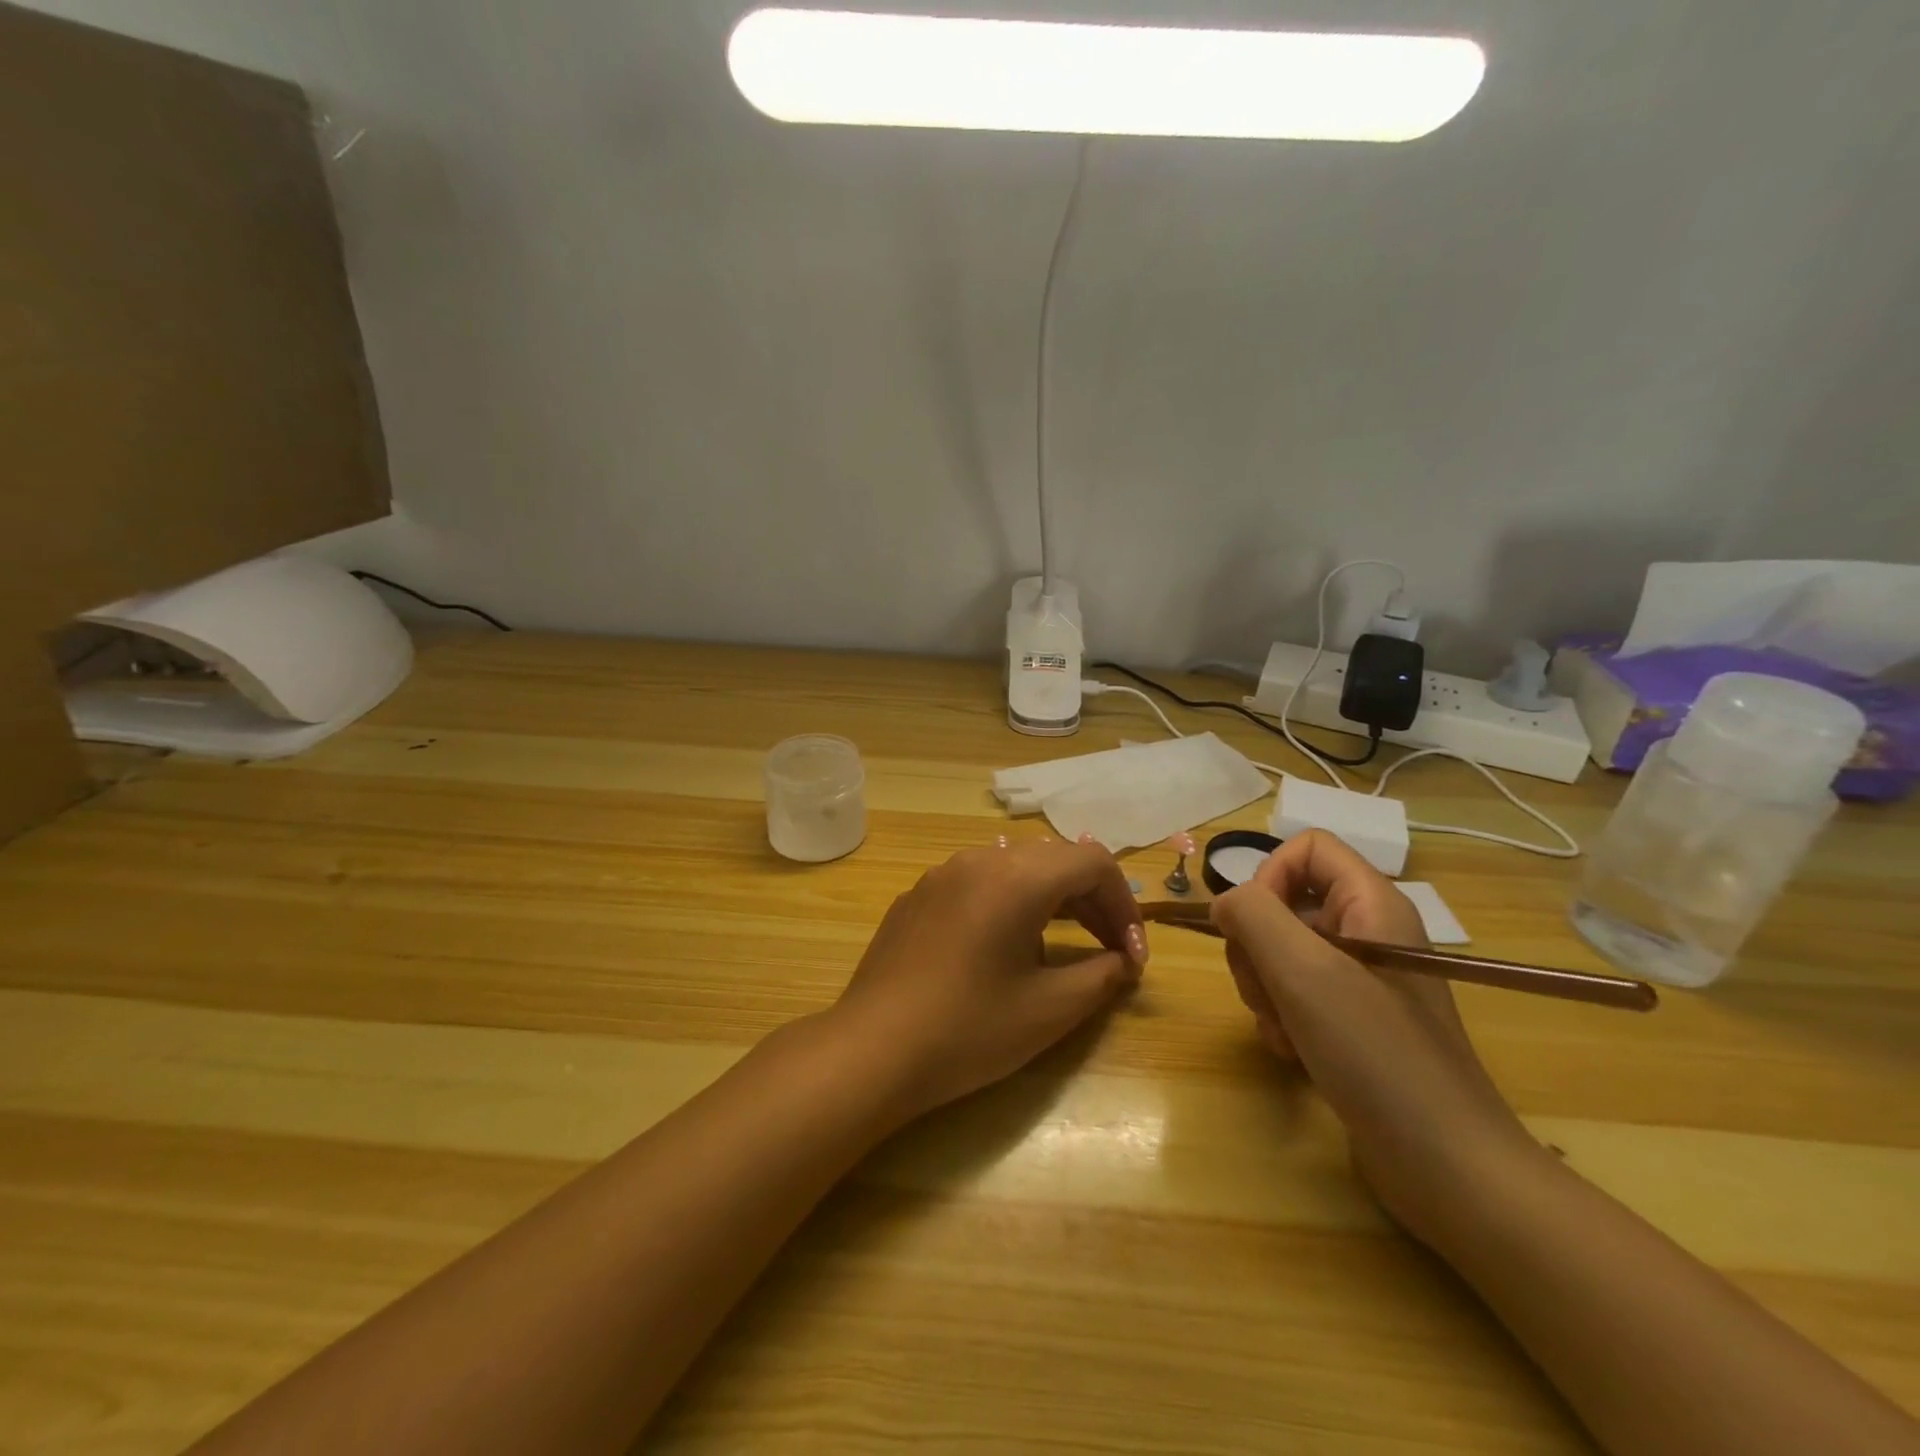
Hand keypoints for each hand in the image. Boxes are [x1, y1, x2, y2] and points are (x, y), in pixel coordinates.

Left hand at [828, 838, 1148, 1121]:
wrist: (871, 1050)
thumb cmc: (968, 1030)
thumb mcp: (1049, 1010)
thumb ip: (1101, 976)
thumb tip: (1122, 961)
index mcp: (1016, 877)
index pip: (1093, 862)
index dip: (1124, 904)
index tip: (1132, 956)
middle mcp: (979, 860)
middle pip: (1055, 860)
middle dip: (1092, 901)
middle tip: (1111, 951)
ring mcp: (942, 874)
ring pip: (1016, 867)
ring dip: (1052, 899)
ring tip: (1065, 946)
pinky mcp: (918, 896)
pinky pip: (978, 883)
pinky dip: (1010, 903)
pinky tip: (1004, 948)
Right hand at [1210, 830, 1546, 1244]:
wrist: (1448, 1167)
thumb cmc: (1377, 1054)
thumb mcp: (1304, 973)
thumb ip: (1253, 916)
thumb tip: (1225, 902)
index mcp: (1372, 904)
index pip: (1306, 848)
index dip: (1268, 876)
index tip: (1253, 928)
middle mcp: (1369, 932)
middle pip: (1285, 903)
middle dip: (1257, 947)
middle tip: (1265, 992)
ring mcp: (1363, 980)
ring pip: (1282, 952)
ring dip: (1264, 988)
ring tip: (1280, 1030)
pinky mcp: (1354, 1021)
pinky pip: (1296, 994)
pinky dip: (1281, 1017)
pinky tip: (1290, 1051)